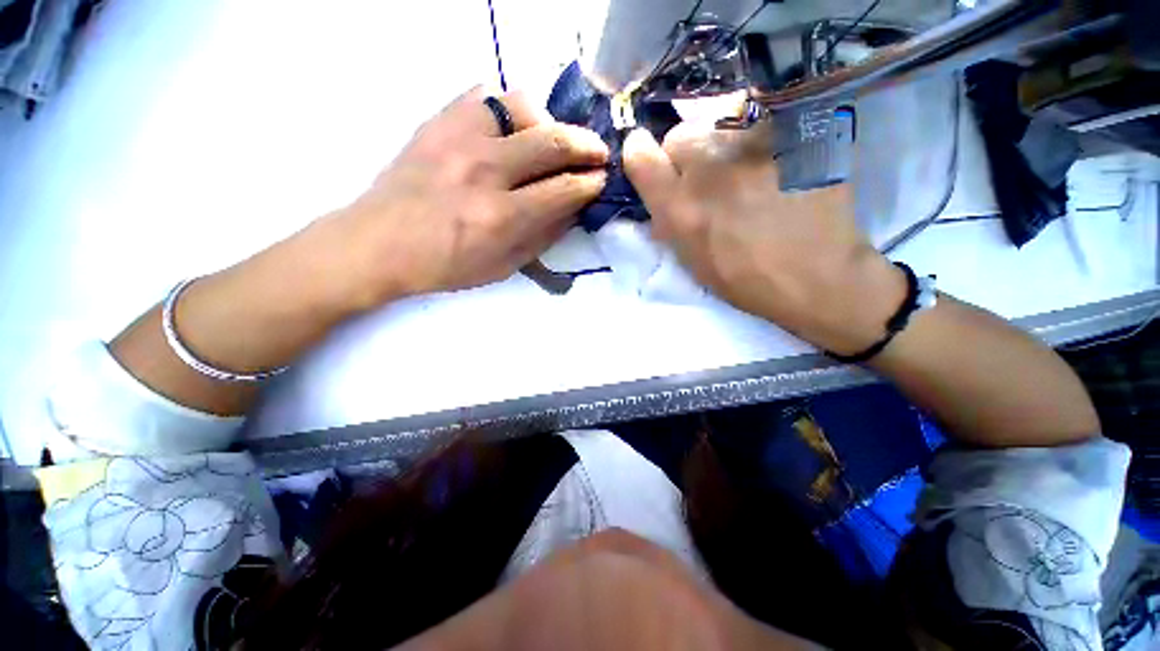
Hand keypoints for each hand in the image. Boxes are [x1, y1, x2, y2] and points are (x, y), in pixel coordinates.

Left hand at [312, 87, 608, 309]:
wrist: (378, 243)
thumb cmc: (445, 265)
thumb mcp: (503, 267)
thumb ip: (543, 237)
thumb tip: (573, 209)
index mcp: (501, 216)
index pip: (564, 190)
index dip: (591, 183)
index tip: (602, 180)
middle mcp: (485, 170)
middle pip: (553, 142)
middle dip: (587, 146)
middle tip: (598, 153)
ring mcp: (459, 138)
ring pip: (522, 105)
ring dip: (548, 123)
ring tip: (550, 141)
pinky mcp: (438, 121)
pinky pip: (485, 95)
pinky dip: (508, 109)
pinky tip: (511, 129)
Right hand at [623, 121, 903, 354]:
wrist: (817, 275)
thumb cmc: (745, 278)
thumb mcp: (691, 259)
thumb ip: (669, 221)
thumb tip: (659, 197)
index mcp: (681, 208)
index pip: (640, 156)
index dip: (641, 154)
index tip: (650, 160)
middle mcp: (709, 169)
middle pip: (679, 135)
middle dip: (685, 157)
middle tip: (709, 181)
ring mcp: (754, 144)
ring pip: (720, 128)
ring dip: (723, 149)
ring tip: (748, 177)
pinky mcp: (792, 133)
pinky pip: (759, 125)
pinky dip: (758, 142)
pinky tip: (776, 167)